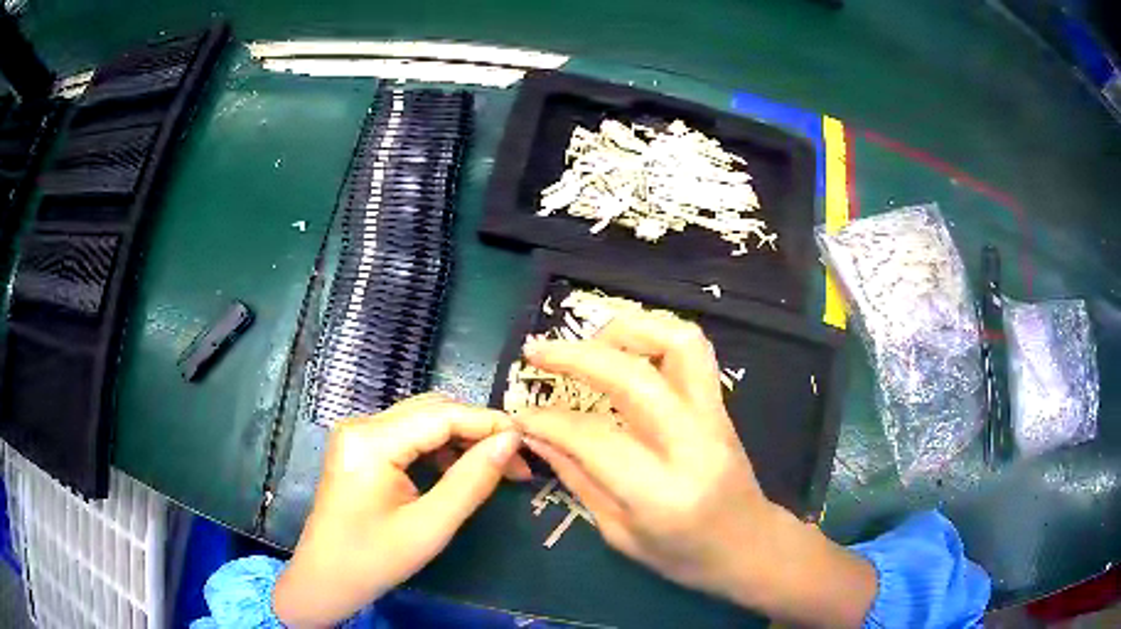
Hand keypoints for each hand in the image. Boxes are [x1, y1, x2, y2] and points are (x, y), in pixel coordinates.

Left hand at [273, 394, 521, 627]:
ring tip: (497, 466)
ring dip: (461, 438)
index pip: (442, 415)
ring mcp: (358, 433)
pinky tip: (460, 469)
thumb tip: (511, 441)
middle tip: (517, 459)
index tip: (529, 440)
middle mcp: (362, 424)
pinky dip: (439, 447)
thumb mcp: (430, 527)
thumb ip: (472, 481)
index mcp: (371, 441)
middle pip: (432, 410)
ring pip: (422, 420)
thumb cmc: (374, 559)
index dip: (489, 422)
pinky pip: (408, 435)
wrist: (325, 578)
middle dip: (478, 430)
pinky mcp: (360, 447)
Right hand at [513, 312, 875, 627]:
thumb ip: (577, 478)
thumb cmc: (684, 557)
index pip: (594, 438)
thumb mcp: (620, 533)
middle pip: (634, 377)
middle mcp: (693, 444)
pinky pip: (692, 350)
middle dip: (576, 356)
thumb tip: (536, 434)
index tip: (519, 413)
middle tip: (536, 351)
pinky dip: (653, 335)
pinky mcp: (721, 404)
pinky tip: (625, 349)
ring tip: (588, 341)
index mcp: (662, 493)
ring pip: (678, 343)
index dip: (548, 420)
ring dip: (626, 330)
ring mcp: (715, 416)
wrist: (750, 546)